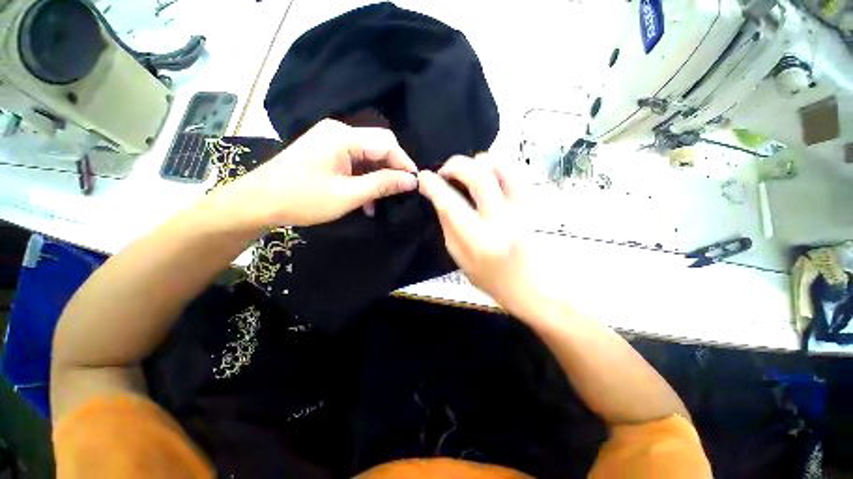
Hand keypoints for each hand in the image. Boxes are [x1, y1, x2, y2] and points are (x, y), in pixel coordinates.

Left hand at [211, 119, 418, 227]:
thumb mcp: (348, 195)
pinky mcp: (328, 153)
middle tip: (400, 194)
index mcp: (344, 137)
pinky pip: (356, 163)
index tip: (416, 185)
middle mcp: (339, 132)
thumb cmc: (303, 199)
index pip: (387, 144)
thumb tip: (412, 181)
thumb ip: (382, 185)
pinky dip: (365, 180)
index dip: (404, 164)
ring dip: (378, 179)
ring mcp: (332, 142)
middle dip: (392, 171)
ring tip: (380, 203)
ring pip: (369, 157)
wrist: (259, 202)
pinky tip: (366, 200)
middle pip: (379, 147)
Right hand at [418, 154, 540, 315]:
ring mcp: (522, 209)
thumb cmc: (491, 278)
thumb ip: (448, 225)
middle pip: (479, 175)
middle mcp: (503, 220)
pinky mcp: (532, 204)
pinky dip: (497, 166)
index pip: (452, 204)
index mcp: (480, 240)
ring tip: (467, 173)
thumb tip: (439, 197)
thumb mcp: (460, 258)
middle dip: (455, 165)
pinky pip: (516, 172)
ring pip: (502, 165)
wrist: (531, 286)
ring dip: (478, 162)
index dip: (434, 186)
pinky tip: (487, 177)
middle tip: (444, 173)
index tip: (423, 178)